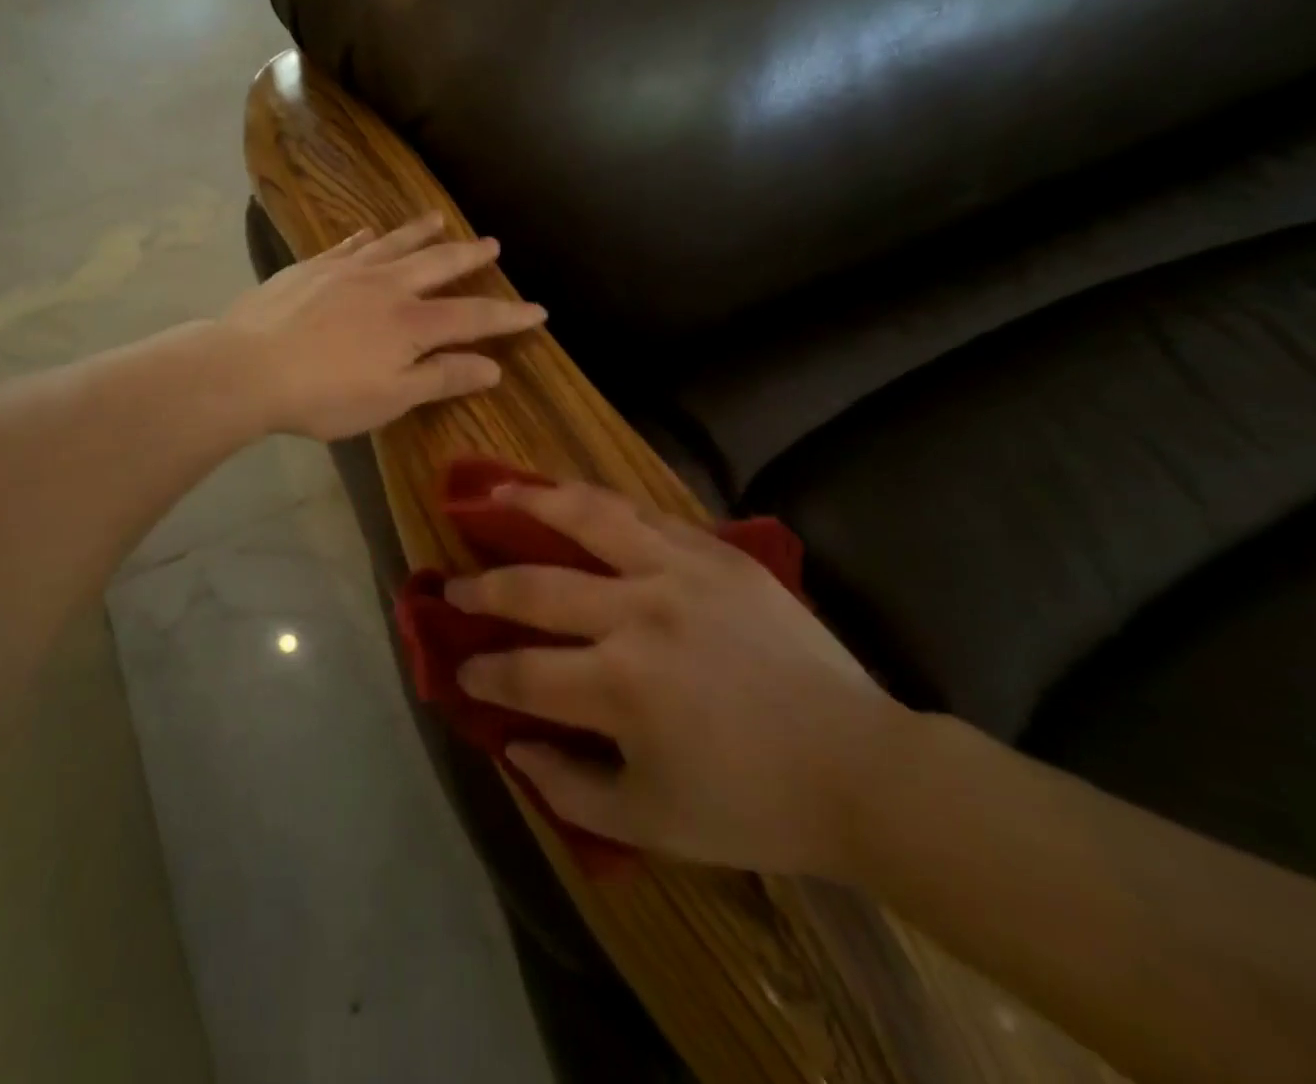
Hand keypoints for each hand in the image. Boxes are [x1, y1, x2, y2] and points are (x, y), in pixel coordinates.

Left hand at [221, 213, 547, 441]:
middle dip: (469, 256)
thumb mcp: (391, 398)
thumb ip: (442, 378)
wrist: (248, 368)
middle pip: (438, 265)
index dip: (508, 316)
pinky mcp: (310, 267)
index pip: (473, 317)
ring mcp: (345, 271)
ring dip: (420, 231)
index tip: (537, 310)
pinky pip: (347, 245)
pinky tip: (369, 233)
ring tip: (439, 217)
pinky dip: (365, 239)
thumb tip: (493, 367)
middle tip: (493, 244)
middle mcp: (385, 286)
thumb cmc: (324, 395)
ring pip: (394, 244)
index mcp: (411, 323)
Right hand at [450, 483, 906, 877]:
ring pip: (587, 518)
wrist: (862, 768)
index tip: (461, 670)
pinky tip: (574, 496)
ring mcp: (678, 572)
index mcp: (619, 685)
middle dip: (482, 589)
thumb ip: (567, 787)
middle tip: (452, 587)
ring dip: (531, 502)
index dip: (481, 674)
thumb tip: (511, 744)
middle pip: (535, 587)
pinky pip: (645, 514)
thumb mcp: (650, 823)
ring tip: (495, 492)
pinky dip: (599, 503)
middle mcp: (637, 613)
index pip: (521, 672)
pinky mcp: (716, 553)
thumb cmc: (753, 804)